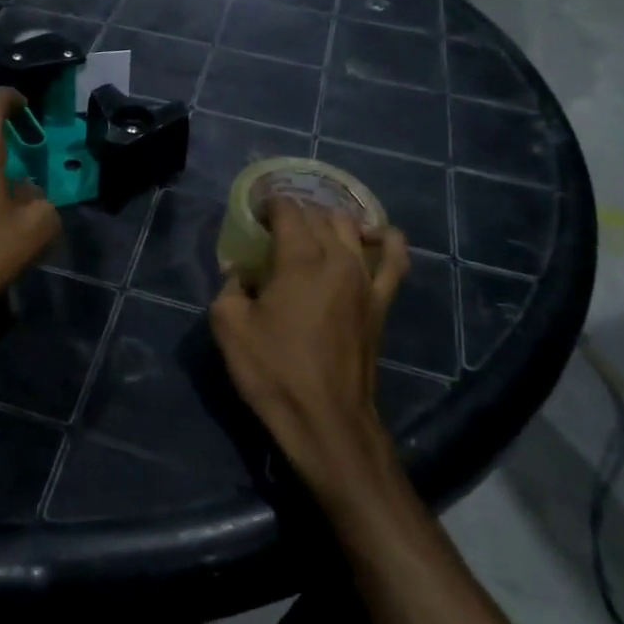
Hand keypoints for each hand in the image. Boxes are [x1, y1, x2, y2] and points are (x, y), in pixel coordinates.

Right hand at [210, 199, 407, 491]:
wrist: (326, 420)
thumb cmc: (274, 372)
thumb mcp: (229, 326)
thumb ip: (229, 287)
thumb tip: (241, 273)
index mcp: (298, 260)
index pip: (287, 211)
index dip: (269, 204)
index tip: (254, 212)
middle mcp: (337, 259)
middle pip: (319, 216)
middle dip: (295, 213)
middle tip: (273, 228)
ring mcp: (365, 280)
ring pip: (351, 228)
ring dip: (329, 221)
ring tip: (312, 230)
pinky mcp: (381, 302)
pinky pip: (394, 260)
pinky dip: (386, 241)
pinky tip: (374, 236)